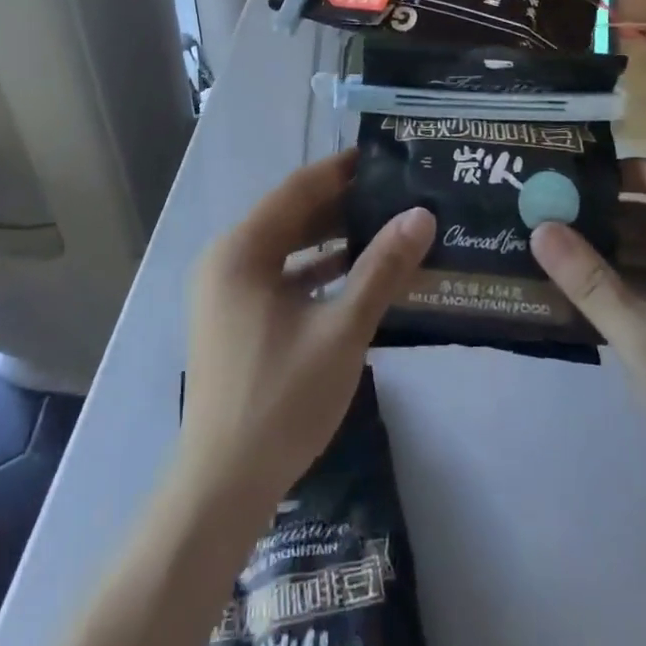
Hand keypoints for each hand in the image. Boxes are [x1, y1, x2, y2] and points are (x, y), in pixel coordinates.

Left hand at [178, 150, 434, 509]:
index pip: (298, 189)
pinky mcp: (236, 318)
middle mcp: (227, 260)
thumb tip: (421, 215)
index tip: (384, 156)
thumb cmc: (280, 400)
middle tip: (394, 191)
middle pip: (292, 215)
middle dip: (342, 203)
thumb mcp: (341, 330)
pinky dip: (316, 270)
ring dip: (332, 237)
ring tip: (385, 225)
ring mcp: (228, 292)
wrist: (223, 488)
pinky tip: (357, 274)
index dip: (341, 170)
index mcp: (241, 250)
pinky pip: (280, 276)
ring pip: (288, 247)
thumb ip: (381, 269)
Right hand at [531, 159, 645, 507]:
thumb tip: (540, 227)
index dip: (635, 171)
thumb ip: (588, 280)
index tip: (585, 179)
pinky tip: (582, 291)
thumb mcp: (642, 336)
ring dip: (613, 249)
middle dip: (611, 213)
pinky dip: (626, 280)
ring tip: (558, 247)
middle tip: (555, 212)